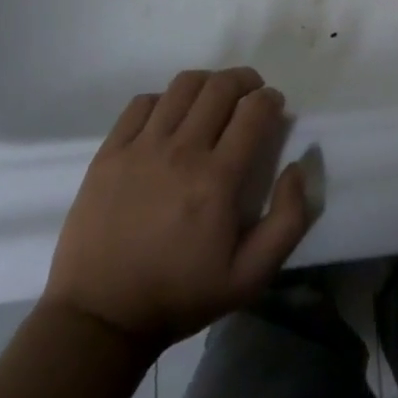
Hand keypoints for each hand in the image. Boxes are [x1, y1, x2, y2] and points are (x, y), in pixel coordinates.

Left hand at [43, 67, 311, 347]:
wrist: (100, 317)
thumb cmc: (181, 295)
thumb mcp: (251, 276)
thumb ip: (288, 220)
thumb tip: (297, 166)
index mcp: (218, 179)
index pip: (254, 110)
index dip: (271, 99)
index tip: (274, 107)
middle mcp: (181, 152)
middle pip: (221, 87)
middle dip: (245, 81)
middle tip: (251, 94)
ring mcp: (141, 148)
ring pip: (183, 86)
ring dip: (208, 83)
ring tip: (214, 98)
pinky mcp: (109, 152)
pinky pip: (142, 103)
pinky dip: (165, 99)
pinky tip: (171, 118)